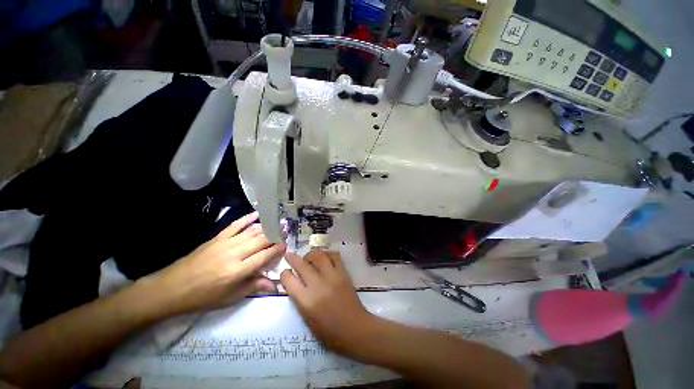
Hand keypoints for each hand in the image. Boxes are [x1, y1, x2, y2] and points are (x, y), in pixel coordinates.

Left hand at [142, 212, 285, 316]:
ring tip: (276, 225)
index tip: (286, 246)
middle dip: (275, 236)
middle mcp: (234, 254)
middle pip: (260, 241)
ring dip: (266, 227)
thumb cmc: (203, 297)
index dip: (277, 249)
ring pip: (251, 231)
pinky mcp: (216, 238)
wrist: (172, 288)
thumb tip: (274, 284)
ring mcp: (224, 243)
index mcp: (237, 271)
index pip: (264, 256)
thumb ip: (253, 287)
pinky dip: (247, 218)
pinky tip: (256, 214)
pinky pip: (235, 225)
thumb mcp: (229, 298)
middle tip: (284, 233)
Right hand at [280, 251, 374, 355]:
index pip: (289, 280)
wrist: (355, 329)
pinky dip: (327, 254)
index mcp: (306, 301)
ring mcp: (332, 276)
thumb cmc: (329, 332)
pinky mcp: (343, 273)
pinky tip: (325, 258)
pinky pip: (334, 256)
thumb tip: (295, 283)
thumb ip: (300, 299)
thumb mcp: (307, 319)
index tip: (285, 272)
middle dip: (293, 258)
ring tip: (309, 258)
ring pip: (318, 255)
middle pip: (302, 264)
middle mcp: (318, 284)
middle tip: (290, 255)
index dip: (284, 274)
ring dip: (311, 254)